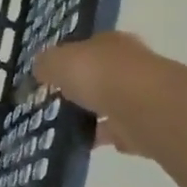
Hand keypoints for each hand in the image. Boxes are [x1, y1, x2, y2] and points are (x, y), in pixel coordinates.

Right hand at [34, 31, 160, 156]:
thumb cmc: (99, 75)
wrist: (142, 108)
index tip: (51, 78)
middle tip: (57, 103)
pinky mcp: (146, 124)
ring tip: (66, 127)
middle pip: (101, 76)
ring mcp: (142, 95)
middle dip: (83, 88)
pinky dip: (105, 136)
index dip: (68, 61)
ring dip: (94, 115)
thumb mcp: (58, 62)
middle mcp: (130, 64)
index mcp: (111, 43)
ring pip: (111, 104)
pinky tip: (87, 143)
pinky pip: (120, 130)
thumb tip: (40, 69)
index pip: (87, 47)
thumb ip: (46, 65)